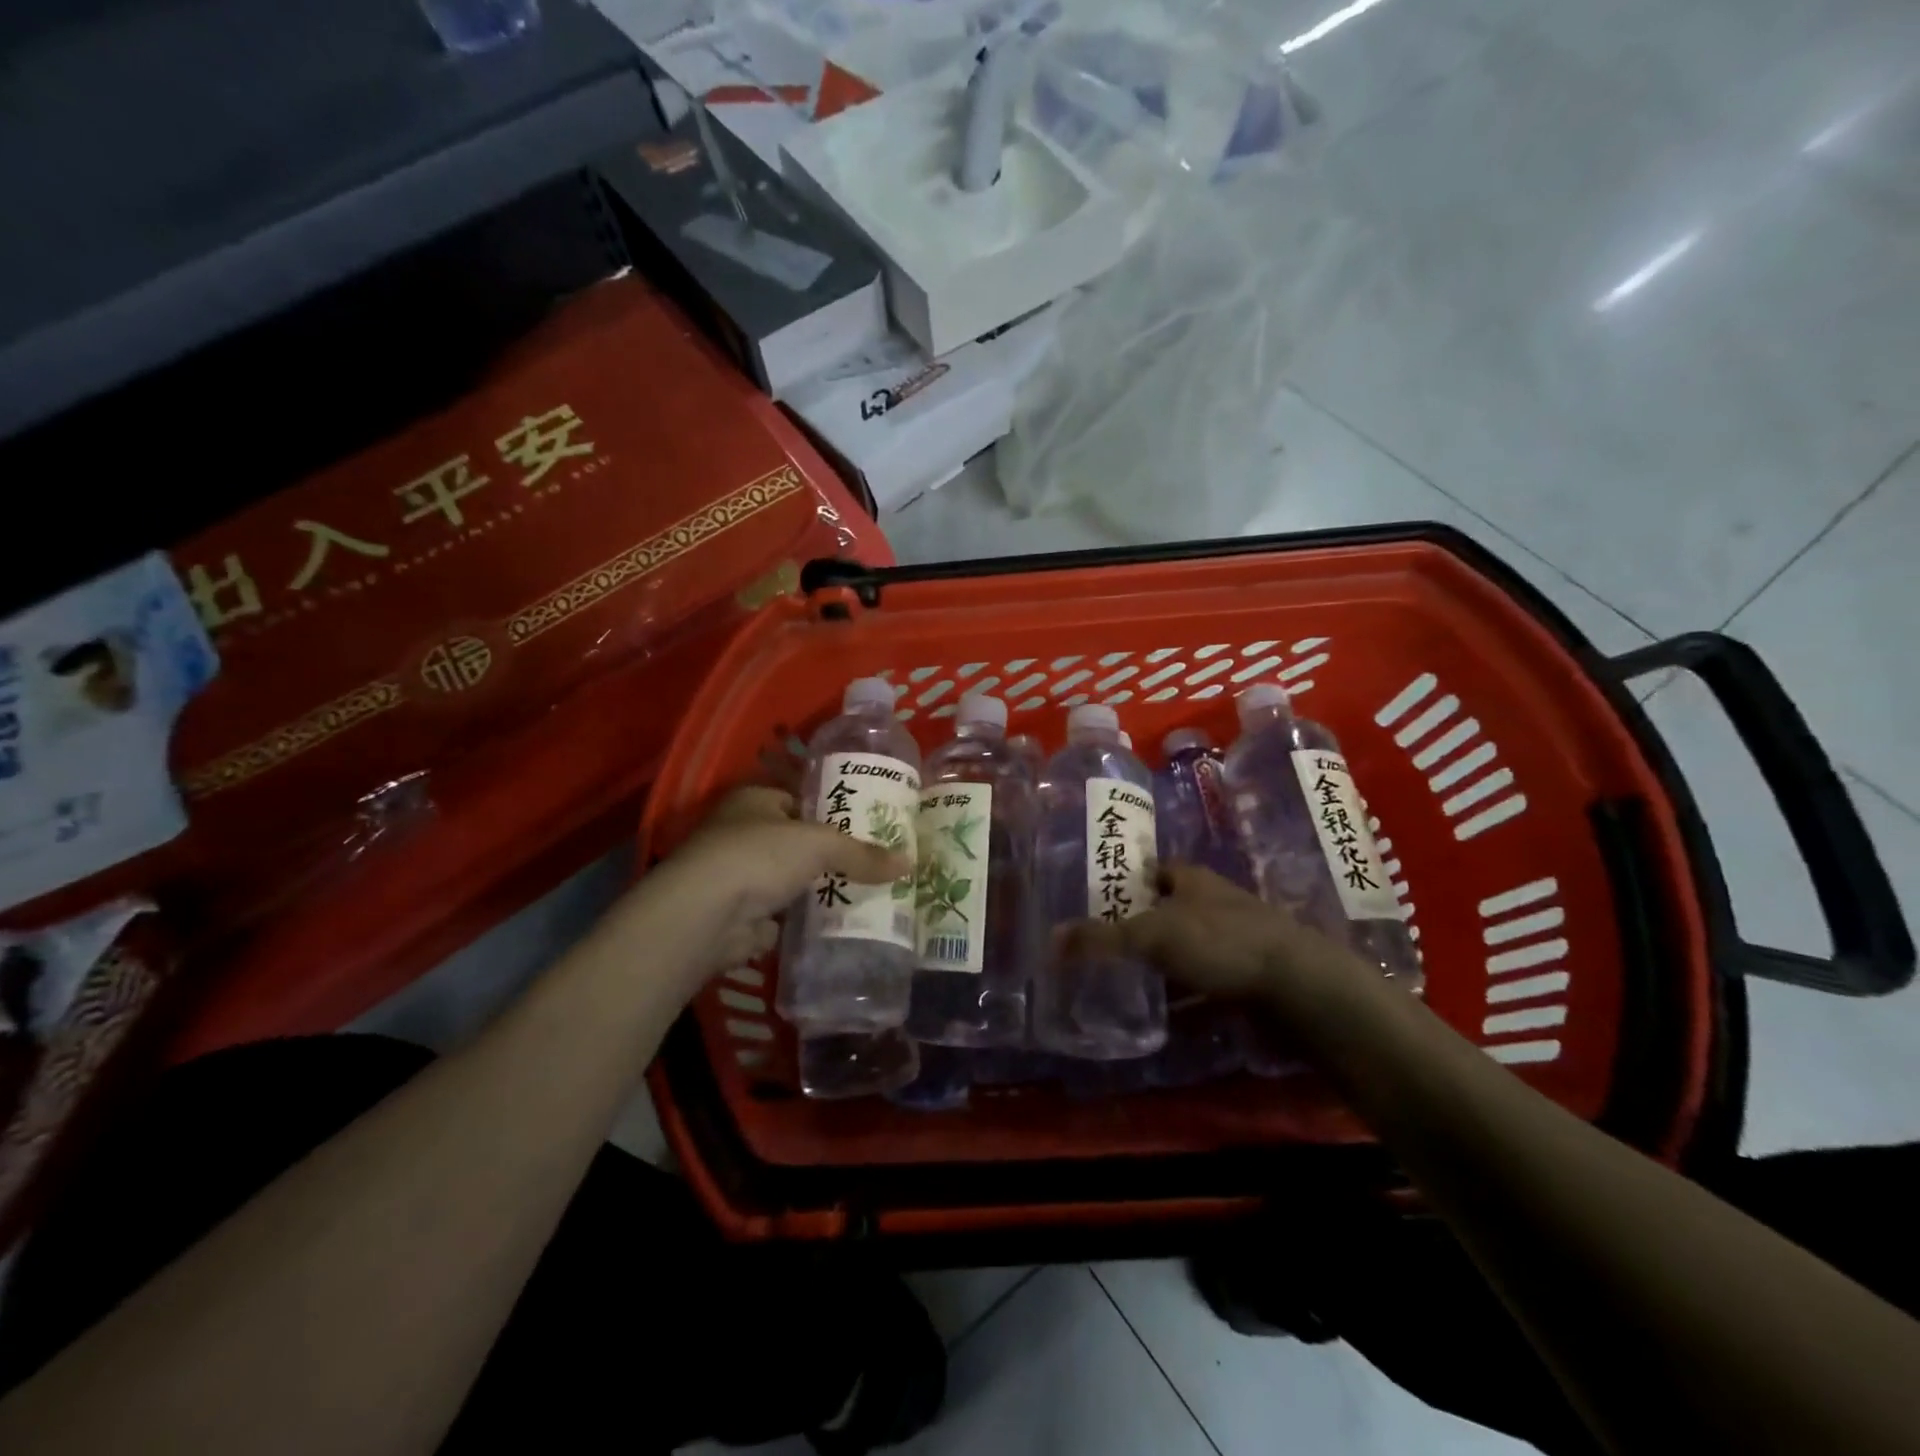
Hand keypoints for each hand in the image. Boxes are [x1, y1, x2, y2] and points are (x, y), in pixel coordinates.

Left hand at [652, 785, 910, 971]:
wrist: (705, 916)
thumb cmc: (758, 856)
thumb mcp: (820, 844)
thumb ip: (861, 853)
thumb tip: (908, 863)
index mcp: (754, 800)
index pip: (799, 799)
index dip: (831, 811)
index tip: (866, 826)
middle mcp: (741, 833)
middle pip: (795, 842)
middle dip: (828, 855)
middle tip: (872, 864)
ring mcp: (737, 876)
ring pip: (789, 879)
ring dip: (816, 888)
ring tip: (863, 894)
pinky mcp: (740, 915)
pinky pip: (782, 914)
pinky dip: (803, 920)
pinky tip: (836, 924)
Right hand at [1057, 864, 1353, 1003]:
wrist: (1299, 985)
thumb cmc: (1220, 942)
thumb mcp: (1151, 936)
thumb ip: (1100, 938)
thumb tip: (1050, 939)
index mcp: (1193, 879)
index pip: (1155, 868)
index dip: (1127, 877)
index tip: (1099, 894)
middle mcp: (1214, 902)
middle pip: (1170, 908)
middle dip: (1141, 922)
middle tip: (1104, 942)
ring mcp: (1236, 939)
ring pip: (1188, 947)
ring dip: (1163, 961)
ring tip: (1125, 978)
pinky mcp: (1249, 976)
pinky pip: (1206, 982)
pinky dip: (1186, 995)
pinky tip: (1164, 1012)